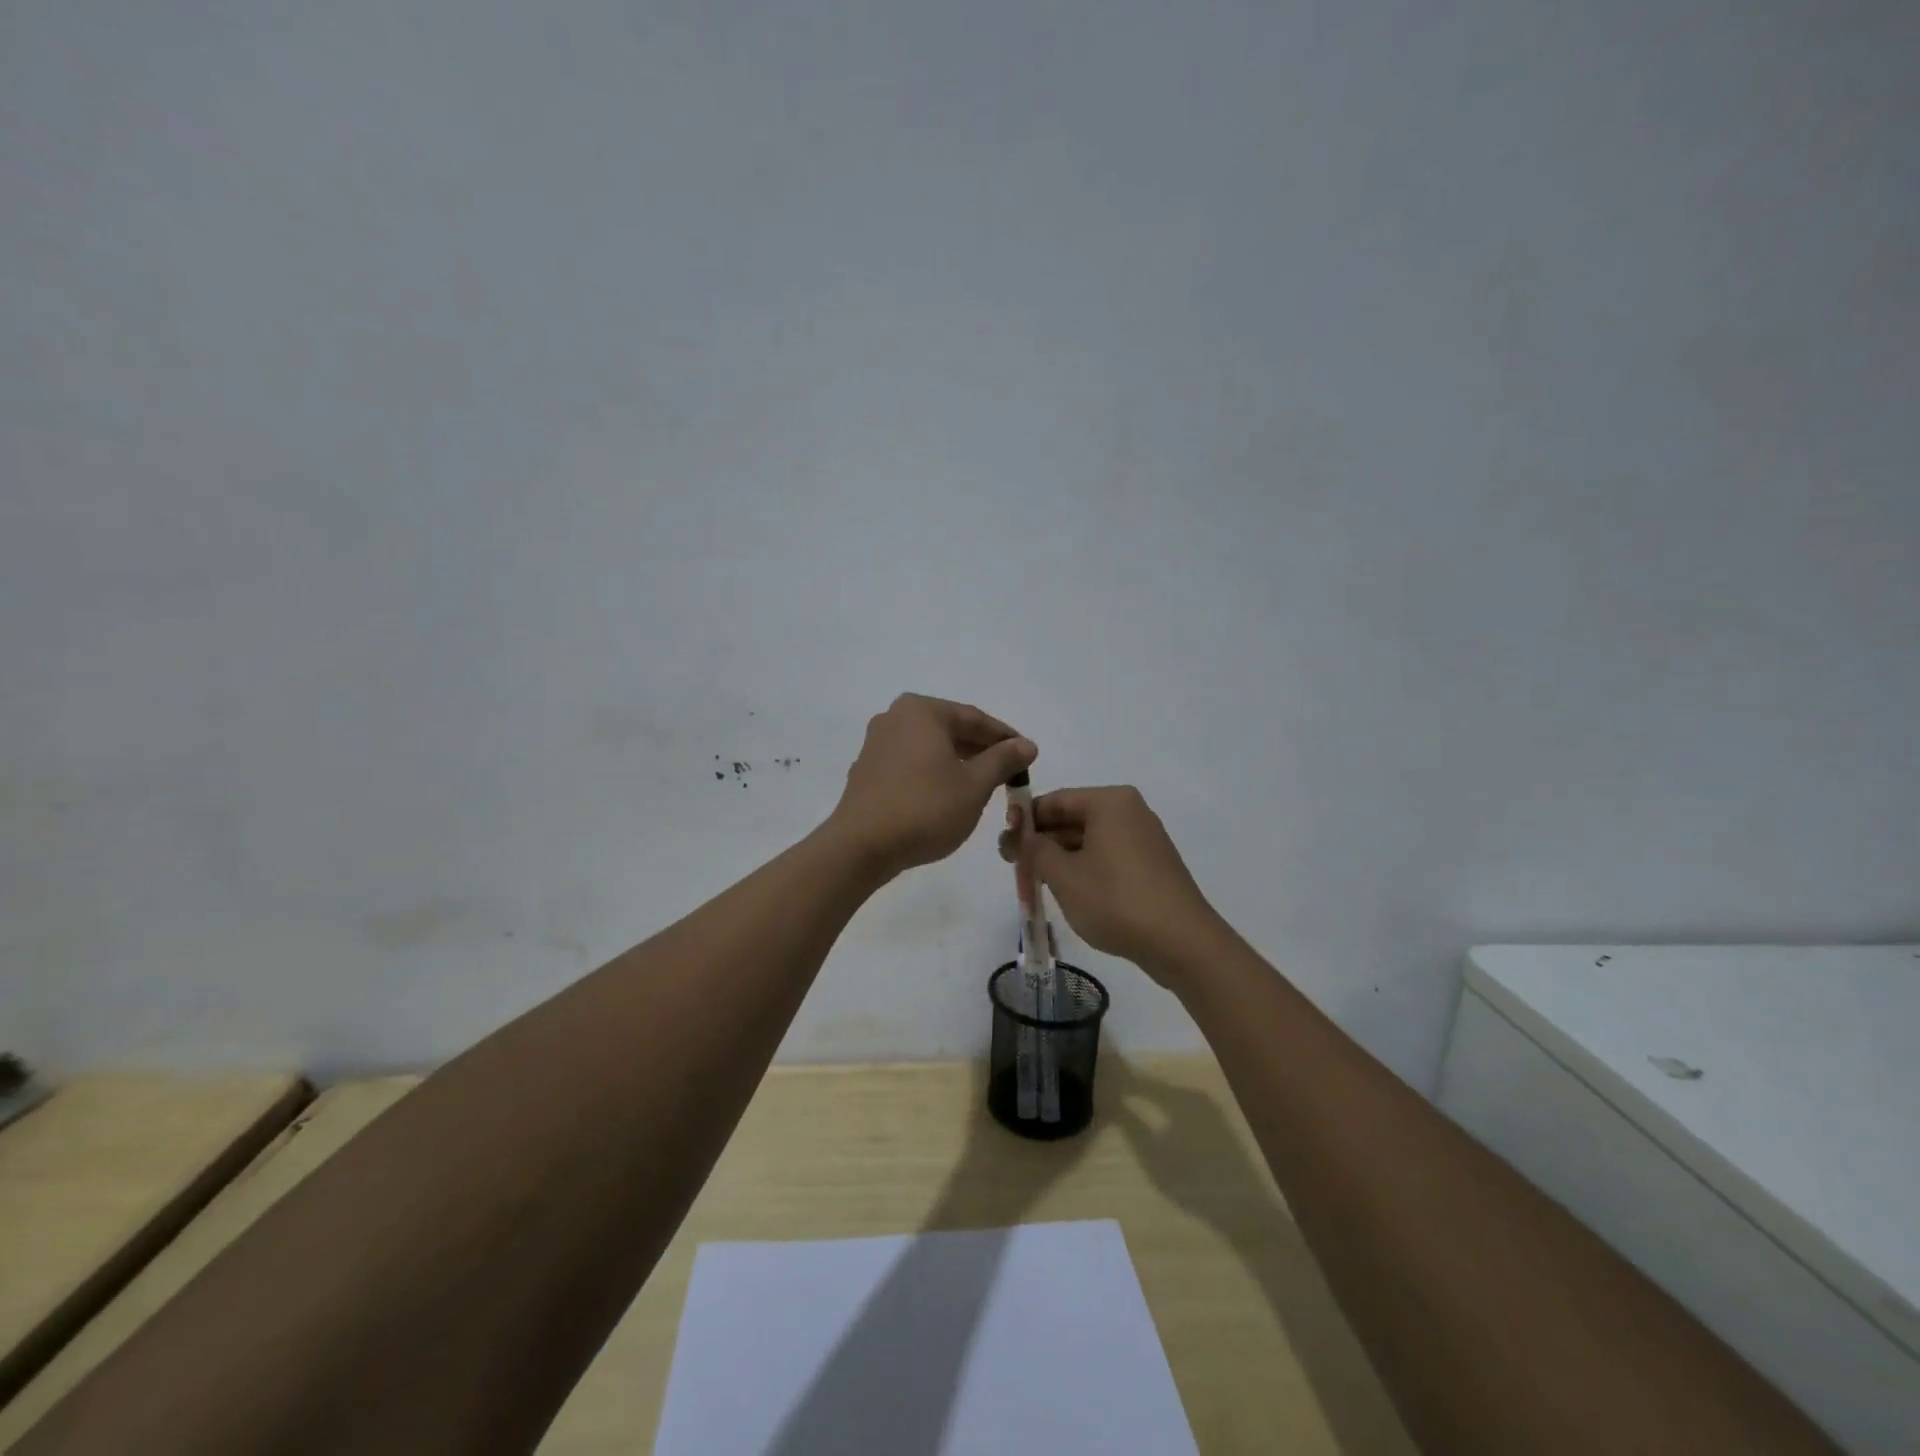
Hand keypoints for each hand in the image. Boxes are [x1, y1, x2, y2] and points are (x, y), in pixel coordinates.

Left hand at [830, 694, 1036, 877]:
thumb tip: (1027, 745)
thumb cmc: (925, 809)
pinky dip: (934, 773)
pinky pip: (911, 763)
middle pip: (950, 729)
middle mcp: (894, 717)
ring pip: (930, 747)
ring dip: (959, 762)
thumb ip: (1003, 760)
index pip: (974, 718)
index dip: (1006, 738)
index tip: (1029, 755)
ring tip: (985, 785)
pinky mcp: (867, 770)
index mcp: (921, 711)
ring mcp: (876, 744)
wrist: (861, 847)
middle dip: (982, 750)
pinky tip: (949, 795)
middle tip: (1011, 771)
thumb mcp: (974, 785)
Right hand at [999, 785, 1221, 982]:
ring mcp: (1144, 838)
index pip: (1054, 801)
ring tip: (1036, 883)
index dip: (1023, 821)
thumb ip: (1034, 850)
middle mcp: (1129, 811)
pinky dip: (1084, 868)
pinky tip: (1069, 892)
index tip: (1003, 846)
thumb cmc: (1116, 900)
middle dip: (1041, 841)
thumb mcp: (1063, 875)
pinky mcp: (1152, 864)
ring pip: (1089, 839)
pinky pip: (1107, 856)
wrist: (1182, 942)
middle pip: (1072, 818)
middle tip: (1014, 867)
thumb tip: (1019, 837)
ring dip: (1060, 858)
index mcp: (1109, 802)